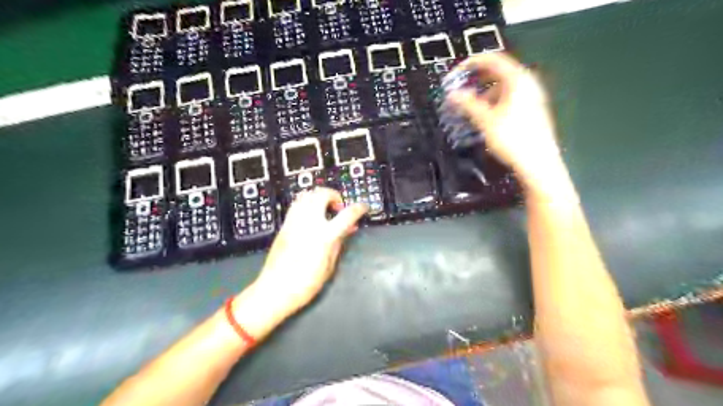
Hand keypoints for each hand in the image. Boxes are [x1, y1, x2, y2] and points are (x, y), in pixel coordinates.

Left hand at [254, 188, 366, 315]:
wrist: (276, 289)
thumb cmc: (306, 282)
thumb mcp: (330, 265)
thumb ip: (339, 242)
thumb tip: (348, 228)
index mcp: (324, 235)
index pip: (347, 214)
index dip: (359, 208)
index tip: (363, 207)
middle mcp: (309, 223)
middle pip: (322, 194)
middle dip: (334, 195)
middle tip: (338, 207)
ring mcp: (294, 221)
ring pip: (307, 194)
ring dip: (319, 197)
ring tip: (324, 209)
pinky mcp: (284, 225)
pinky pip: (296, 204)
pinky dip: (307, 202)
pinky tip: (310, 215)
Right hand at [451, 52, 560, 185]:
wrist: (538, 163)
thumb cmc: (512, 139)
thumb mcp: (486, 120)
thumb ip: (468, 104)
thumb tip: (453, 94)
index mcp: (518, 80)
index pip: (493, 59)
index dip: (472, 63)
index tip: (456, 72)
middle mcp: (527, 83)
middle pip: (498, 72)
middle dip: (477, 79)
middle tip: (461, 89)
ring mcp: (532, 96)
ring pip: (504, 86)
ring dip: (485, 92)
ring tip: (471, 105)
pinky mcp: (532, 109)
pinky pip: (510, 97)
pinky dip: (495, 101)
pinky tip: (487, 115)